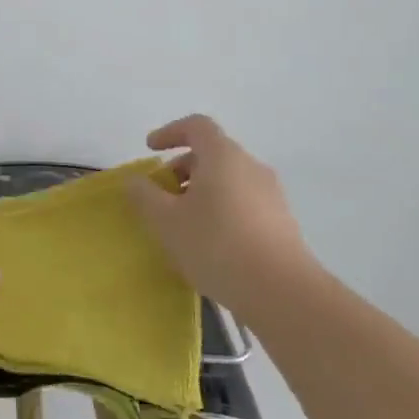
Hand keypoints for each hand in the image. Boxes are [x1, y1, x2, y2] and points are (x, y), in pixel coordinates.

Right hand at [125, 114, 314, 303]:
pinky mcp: (282, 222)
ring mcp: (271, 194)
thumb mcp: (166, 221)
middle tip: (161, 196)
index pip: (197, 126)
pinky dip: (220, 209)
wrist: (282, 292)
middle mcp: (250, 166)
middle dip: (182, 169)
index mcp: (223, 156)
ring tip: (182, 224)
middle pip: (212, 154)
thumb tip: (136, 181)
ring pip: (228, 180)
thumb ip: (144, 195)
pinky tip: (210, 243)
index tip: (150, 150)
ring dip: (201, 191)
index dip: (170, 132)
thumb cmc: (216, 245)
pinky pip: (243, 202)